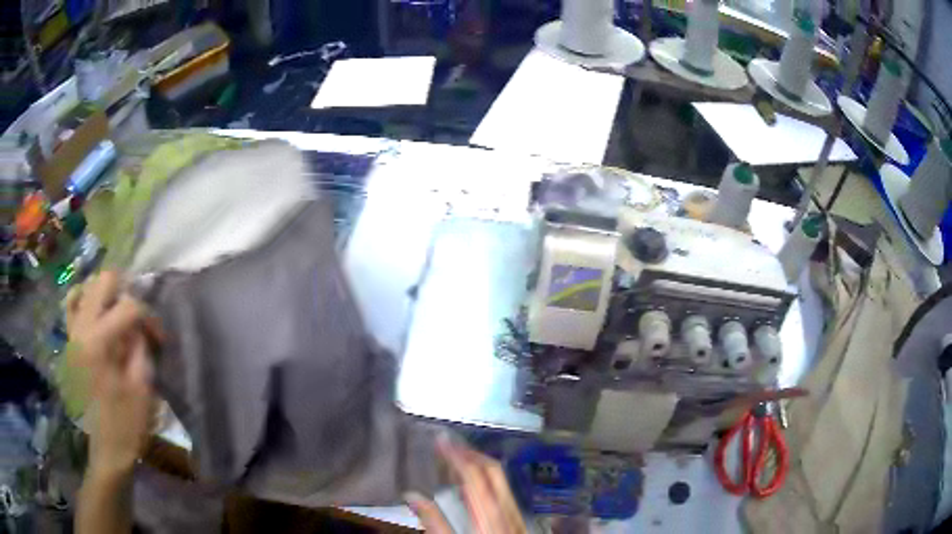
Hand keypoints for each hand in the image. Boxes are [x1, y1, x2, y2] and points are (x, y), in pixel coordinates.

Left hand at [66, 272, 153, 477]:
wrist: (107, 450)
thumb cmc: (127, 424)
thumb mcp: (142, 387)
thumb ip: (140, 346)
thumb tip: (139, 325)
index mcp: (98, 341)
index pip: (128, 306)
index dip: (148, 317)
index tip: (159, 338)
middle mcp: (81, 327)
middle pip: (104, 281)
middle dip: (126, 294)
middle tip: (139, 319)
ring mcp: (72, 333)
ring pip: (87, 287)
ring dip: (106, 295)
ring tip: (118, 315)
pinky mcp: (70, 342)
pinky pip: (72, 305)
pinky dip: (85, 300)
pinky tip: (96, 312)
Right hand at [406, 437, 526, 533]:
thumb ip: (433, 521)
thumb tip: (413, 494)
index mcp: (487, 513)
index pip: (473, 474)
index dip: (456, 453)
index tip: (440, 440)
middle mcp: (506, 508)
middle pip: (492, 470)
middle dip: (470, 452)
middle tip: (448, 444)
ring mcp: (515, 514)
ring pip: (501, 478)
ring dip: (480, 464)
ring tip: (457, 459)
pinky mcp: (518, 520)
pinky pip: (504, 491)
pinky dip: (488, 479)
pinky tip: (474, 486)